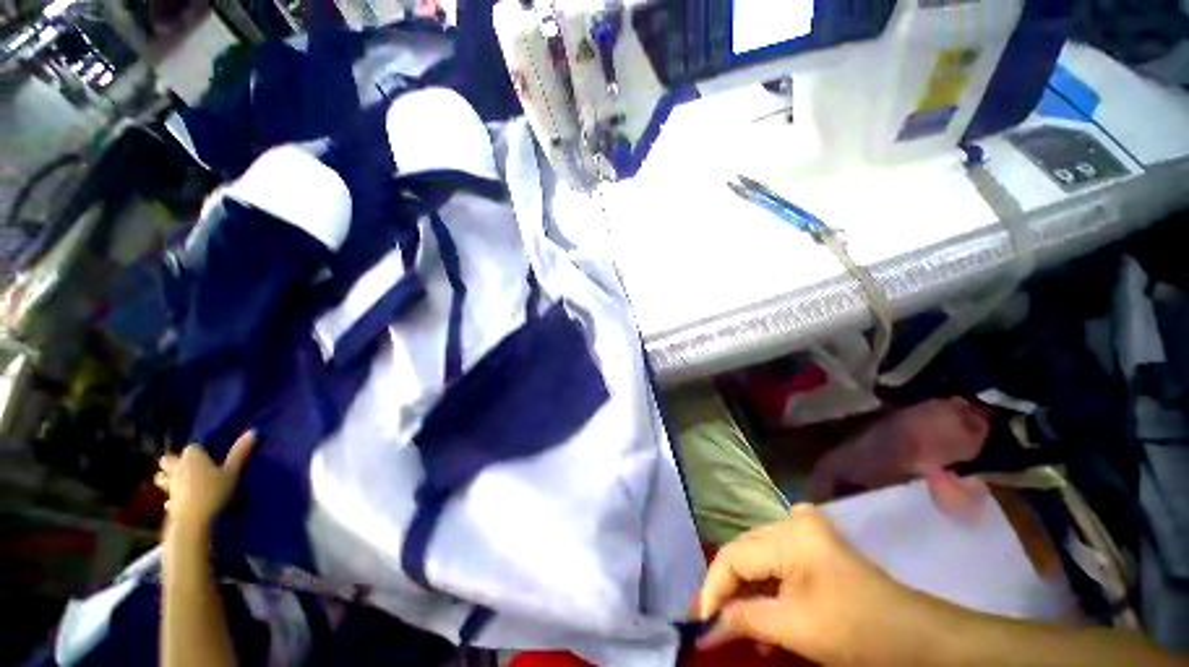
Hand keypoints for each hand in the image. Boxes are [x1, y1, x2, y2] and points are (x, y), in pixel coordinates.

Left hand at [156, 431, 255, 535]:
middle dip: (173, 462)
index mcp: (192, 457)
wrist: (194, 520)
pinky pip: (167, 497)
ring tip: (178, 482)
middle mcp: (177, 468)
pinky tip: (177, 502)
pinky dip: (171, 498)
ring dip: (166, 478)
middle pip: (167, 460)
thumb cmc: (214, 491)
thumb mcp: (233, 472)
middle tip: (186, 467)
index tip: (207, 456)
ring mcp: (170, 486)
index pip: (192, 447)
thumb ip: (240, 453)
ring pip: (160, 477)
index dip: (198, 451)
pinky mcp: (169, 503)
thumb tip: (252, 432)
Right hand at [698, 504, 955, 665]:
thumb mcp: (796, 629)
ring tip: (738, 626)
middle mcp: (791, 521)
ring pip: (759, 558)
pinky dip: (766, 587)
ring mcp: (806, 530)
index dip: (713, 589)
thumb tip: (704, 628)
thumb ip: (745, 620)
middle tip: (709, 621)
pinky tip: (765, 614)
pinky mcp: (815, 544)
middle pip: (744, 553)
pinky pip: (777, 559)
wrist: (920, 638)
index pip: (733, 556)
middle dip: (727, 590)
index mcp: (788, 535)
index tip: (698, 622)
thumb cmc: (858, 632)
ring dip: (747, 592)